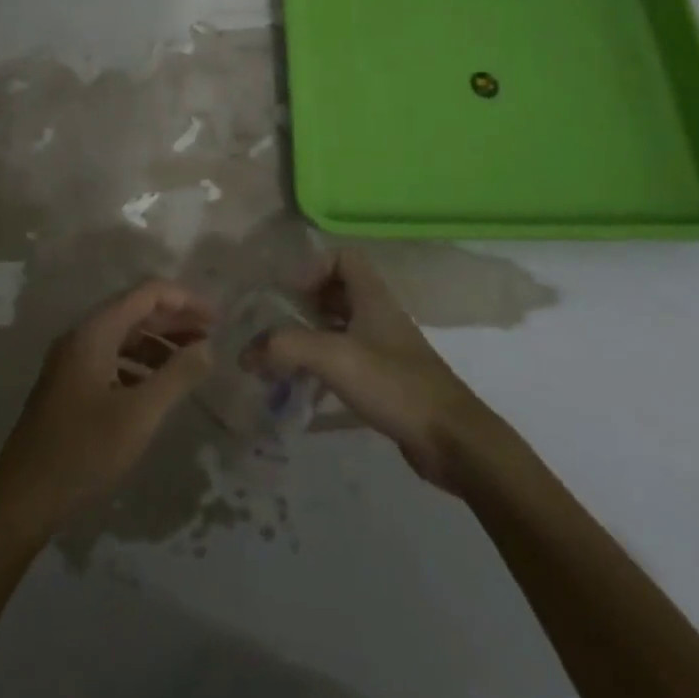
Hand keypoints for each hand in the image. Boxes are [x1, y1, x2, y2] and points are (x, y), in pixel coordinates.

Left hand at [0, 280, 213, 537]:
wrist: (21, 501)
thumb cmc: (83, 452)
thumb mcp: (138, 415)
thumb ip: (176, 376)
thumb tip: (208, 347)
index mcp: (95, 331)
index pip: (147, 293)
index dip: (185, 300)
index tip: (217, 318)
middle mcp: (82, 335)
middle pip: (136, 311)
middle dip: (175, 320)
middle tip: (212, 336)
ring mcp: (73, 360)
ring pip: (125, 336)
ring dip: (160, 342)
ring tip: (193, 361)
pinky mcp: (70, 385)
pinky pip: (113, 358)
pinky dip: (141, 364)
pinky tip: (160, 386)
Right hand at [250, 248, 494, 490]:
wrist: (452, 439)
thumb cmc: (393, 383)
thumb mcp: (333, 357)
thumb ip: (286, 348)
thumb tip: (245, 352)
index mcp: (372, 296)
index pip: (343, 258)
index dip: (314, 267)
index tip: (290, 294)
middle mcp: (379, 315)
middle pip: (339, 291)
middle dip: (307, 303)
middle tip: (279, 325)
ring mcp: (386, 349)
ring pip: (343, 327)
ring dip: (314, 337)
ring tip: (285, 359)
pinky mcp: (389, 381)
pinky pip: (350, 360)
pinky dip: (327, 367)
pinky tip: (308, 389)